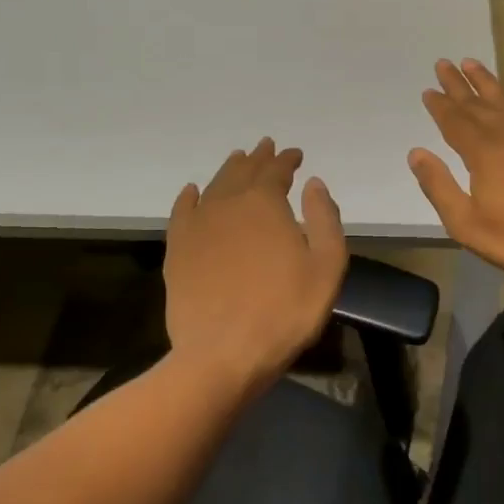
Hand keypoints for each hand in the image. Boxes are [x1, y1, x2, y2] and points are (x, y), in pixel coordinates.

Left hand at [164, 138, 348, 396]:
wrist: (223, 354)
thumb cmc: (285, 311)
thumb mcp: (326, 265)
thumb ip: (324, 218)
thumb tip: (313, 183)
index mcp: (265, 203)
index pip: (276, 170)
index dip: (287, 160)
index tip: (296, 155)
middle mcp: (228, 204)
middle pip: (244, 171)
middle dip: (258, 158)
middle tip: (266, 148)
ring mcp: (198, 226)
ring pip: (214, 186)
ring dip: (229, 170)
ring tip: (237, 161)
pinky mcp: (177, 250)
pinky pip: (182, 212)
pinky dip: (189, 197)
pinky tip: (193, 192)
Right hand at [408, 58, 503, 284]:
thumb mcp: (469, 224)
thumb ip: (440, 188)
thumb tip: (417, 154)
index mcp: (483, 152)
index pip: (455, 121)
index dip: (440, 106)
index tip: (429, 90)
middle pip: (477, 104)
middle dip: (458, 85)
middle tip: (443, 63)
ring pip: (503, 101)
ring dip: (485, 83)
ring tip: (472, 64)